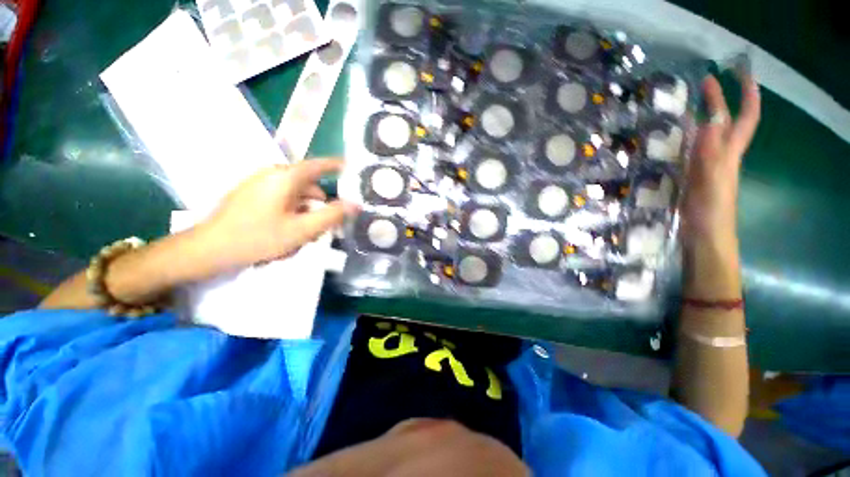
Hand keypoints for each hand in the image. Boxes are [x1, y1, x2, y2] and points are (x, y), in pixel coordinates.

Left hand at [198, 159, 359, 271]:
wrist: (207, 249)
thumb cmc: (258, 237)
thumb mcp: (302, 230)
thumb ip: (332, 216)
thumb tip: (355, 204)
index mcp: (285, 177)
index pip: (318, 165)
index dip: (336, 165)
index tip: (351, 168)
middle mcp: (272, 175)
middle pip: (308, 184)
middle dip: (321, 203)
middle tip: (327, 225)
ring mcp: (259, 184)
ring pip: (295, 194)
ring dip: (306, 211)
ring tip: (306, 234)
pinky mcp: (252, 195)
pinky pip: (282, 199)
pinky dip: (292, 212)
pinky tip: (289, 232)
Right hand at [682, 74, 759, 245]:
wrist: (703, 235)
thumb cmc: (711, 211)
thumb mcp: (714, 181)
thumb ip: (713, 153)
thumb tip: (710, 121)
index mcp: (729, 152)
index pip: (745, 117)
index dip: (747, 93)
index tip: (740, 71)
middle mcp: (719, 153)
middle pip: (723, 121)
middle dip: (718, 98)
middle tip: (705, 79)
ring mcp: (703, 164)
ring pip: (704, 134)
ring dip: (700, 115)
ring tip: (686, 101)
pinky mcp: (688, 174)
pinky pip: (687, 149)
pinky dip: (682, 136)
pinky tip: (671, 134)